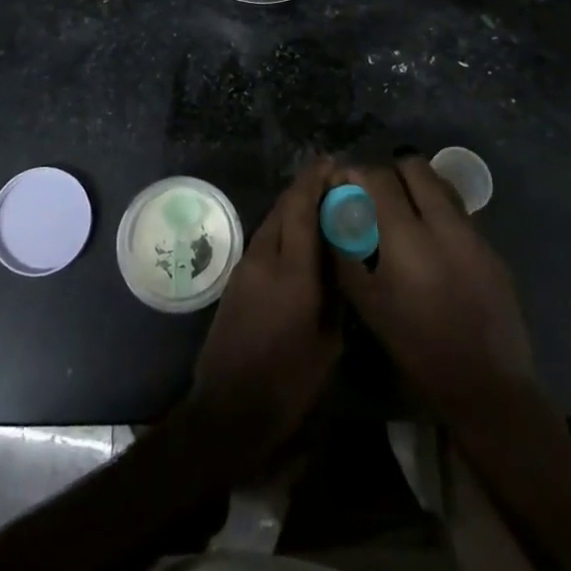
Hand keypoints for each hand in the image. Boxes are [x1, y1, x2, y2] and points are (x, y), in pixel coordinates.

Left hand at [189, 161, 338, 461]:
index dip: (315, 180)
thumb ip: (335, 294)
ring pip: (271, 221)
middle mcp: (264, 257)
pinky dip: (282, 226)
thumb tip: (341, 258)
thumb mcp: (328, 343)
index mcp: (291, 271)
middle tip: (331, 179)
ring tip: (319, 203)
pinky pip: (264, 239)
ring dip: (293, 206)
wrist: (229, 409)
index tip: (332, 162)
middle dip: (305, 187)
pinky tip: (298, 236)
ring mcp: (245, 266)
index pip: (300, 208)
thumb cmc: (288, 382)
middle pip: (283, 207)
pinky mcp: (236, 279)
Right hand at [332, 157, 536, 424]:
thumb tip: (337, 209)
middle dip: (390, 172)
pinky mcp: (492, 247)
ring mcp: (473, 232)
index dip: (356, 173)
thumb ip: (348, 247)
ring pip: (440, 184)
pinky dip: (439, 212)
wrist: (486, 385)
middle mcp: (443, 223)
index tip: (344, 183)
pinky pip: (459, 211)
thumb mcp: (367, 300)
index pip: (377, 178)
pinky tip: (432, 243)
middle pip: (413, 166)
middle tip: (376, 194)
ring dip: (417, 187)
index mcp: (407, 237)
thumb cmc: (415, 346)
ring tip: (404, 213)